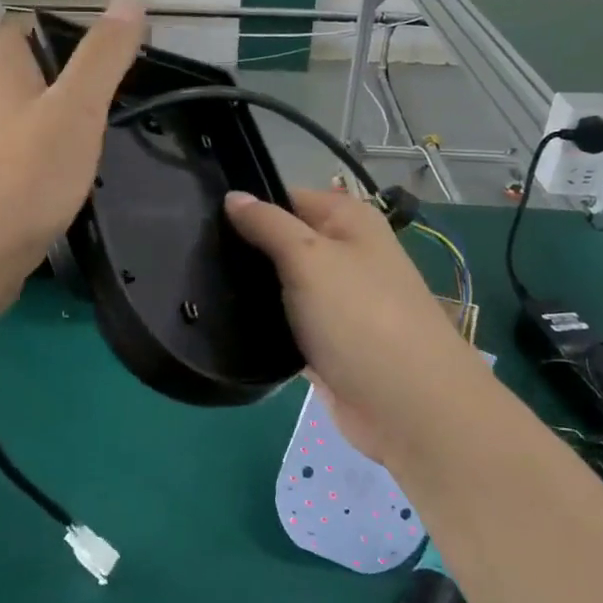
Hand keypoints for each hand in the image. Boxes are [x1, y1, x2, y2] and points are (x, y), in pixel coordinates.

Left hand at [0, 0, 145, 318]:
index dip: (54, 27)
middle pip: (18, 77)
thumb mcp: (76, 109)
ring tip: (93, 137)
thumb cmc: (23, 177)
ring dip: (49, 123)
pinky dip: (38, 163)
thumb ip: (102, 56)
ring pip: (16, 122)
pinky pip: (13, 163)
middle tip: (108, 94)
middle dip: (58, 79)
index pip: (17, 29)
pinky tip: (62, 184)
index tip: (98, 45)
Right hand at [224, 186, 484, 461]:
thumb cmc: (359, 317)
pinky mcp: (327, 342)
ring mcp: (337, 301)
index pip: (287, 198)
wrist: (408, 407)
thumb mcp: (308, 257)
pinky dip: (264, 323)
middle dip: (245, 250)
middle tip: (194, 256)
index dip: (248, 206)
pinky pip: (286, 322)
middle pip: (282, 241)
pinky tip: (226, 322)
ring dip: (251, 289)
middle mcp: (345, 254)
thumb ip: (267, 224)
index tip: (203, 220)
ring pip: (281, 284)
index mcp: (349, 221)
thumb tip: (232, 195)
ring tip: (200, 288)